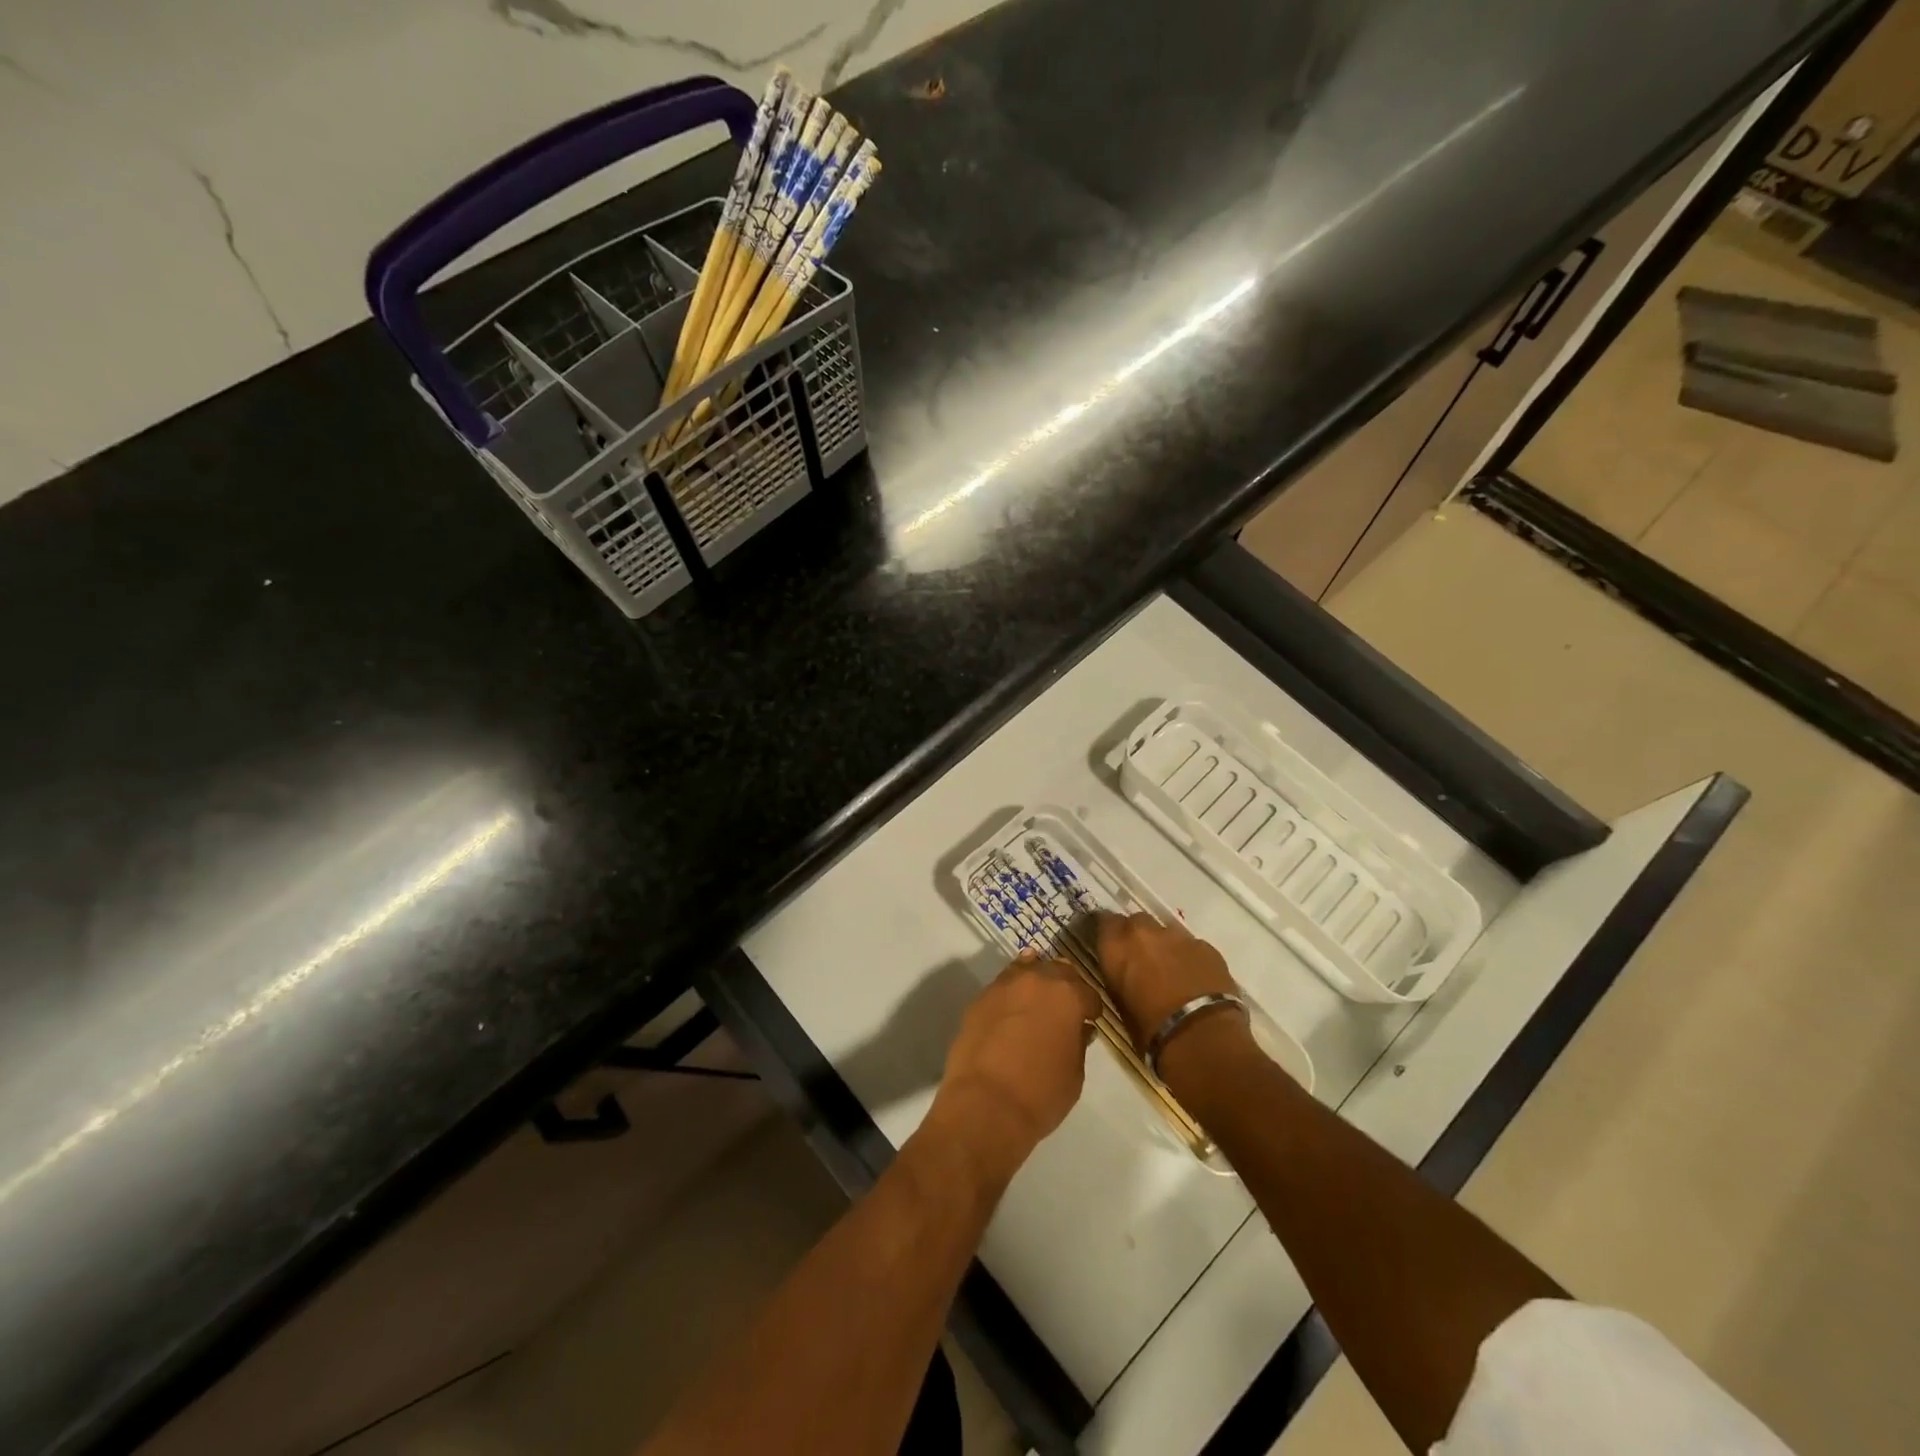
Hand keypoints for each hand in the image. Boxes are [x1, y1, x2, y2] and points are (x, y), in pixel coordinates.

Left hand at [925, 955, 1100, 1187]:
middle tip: (1065, 1008)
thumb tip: (1078, 1029)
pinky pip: (1003, 986)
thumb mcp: (1074, 1074)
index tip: (1090, 1020)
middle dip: (1065, 985)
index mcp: (1068, 995)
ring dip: (1036, 981)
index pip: (1087, 992)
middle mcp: (1037, 980)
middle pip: (1057, 970)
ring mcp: (1004, 985)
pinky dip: (1012, 993)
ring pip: (1027, 969)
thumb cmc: (1040, 1094)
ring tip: (1037, 1002)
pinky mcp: (980, 998)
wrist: (985, 1104)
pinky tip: (1013, 1009)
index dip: (1091, 1008)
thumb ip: (1078, 1043)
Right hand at [1095, 911, 1239, 1048]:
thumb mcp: (1120, 1004)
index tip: (1112, 945)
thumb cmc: (1151, 1030)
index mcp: (1116, 946)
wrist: (1202, 1035)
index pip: (1104, 921)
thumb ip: (1119, 976)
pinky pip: (1191, 945)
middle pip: (1136, 921)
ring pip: (1165, 931)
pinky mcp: (1206, 946)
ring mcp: (1178, 936)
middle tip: (1141, 959)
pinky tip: (1194, 978)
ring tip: (1170, 970)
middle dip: (1137, 936)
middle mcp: (1144, 932)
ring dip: (1164, 945)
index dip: (1109, 933)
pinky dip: (1189, 957)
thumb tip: (1125, 973)